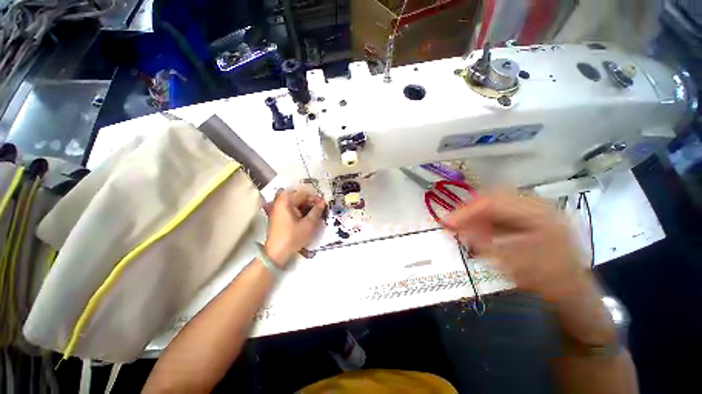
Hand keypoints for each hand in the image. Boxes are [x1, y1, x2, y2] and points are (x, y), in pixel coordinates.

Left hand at [264, 189, 326, 266]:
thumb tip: (323, 202)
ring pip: (294, 203)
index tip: (323, 205)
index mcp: (286, 201)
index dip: (315, 198)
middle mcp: (279, 202)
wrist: (276, 253)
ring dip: (305, 206)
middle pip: (298, 197)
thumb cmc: (293, 237)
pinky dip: (299, 211)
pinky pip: (290, 209)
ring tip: (314, 214)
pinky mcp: (278, 217)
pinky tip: (305, 218)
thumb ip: (317, 211)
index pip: (304, 194)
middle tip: (319, 209)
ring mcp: (277, 210)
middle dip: (310, 202)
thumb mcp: (309, 224)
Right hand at [444, 191, 588, 302]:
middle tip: (454, 222)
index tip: (447, 222)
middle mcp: (538, 205)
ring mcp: (536, 209)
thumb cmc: (547, 281)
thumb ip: (481, 242)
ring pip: (496, 201)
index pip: (493, 201)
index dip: (466, 210)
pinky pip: (502, 210)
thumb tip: (455, 227)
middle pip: (494, 196)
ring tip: (463, 225)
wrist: (574, 292)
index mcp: (539, 215)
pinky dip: (486, 218)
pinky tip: (479, 228)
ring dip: (477, 213)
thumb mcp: (511, 264)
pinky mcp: (531, 215)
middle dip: (470, 209)